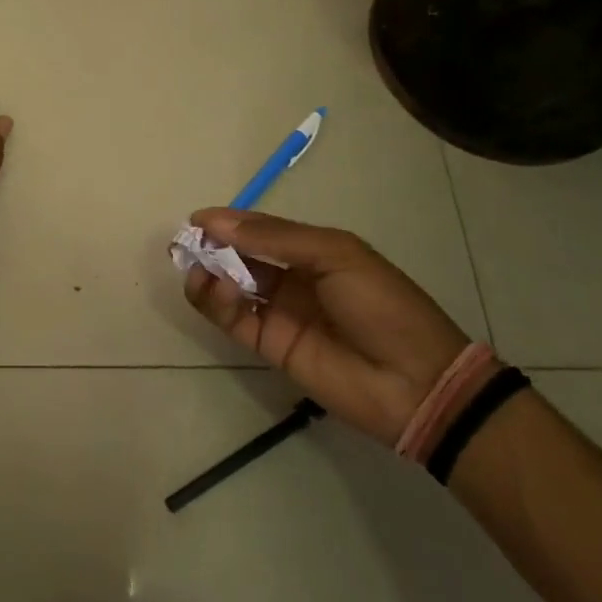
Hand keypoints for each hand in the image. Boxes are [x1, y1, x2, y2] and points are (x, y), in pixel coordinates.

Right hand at [182, 209, 470, 447]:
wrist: (416, 382)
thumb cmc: (382, 305)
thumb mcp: (336, 256)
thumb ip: (277, 239)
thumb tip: (219, 223)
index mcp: (312, 250)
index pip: (260, 230)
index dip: (228, 223)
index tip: (196, 220)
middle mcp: (290, 278)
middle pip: (239, 256)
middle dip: (211, 246)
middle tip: (185, 244)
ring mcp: (278, 312)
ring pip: (229, 286)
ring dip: (209, 273)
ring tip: (199, 269)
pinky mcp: (268, 345)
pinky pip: (232, 319)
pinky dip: (216, 303)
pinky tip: (217, 291)